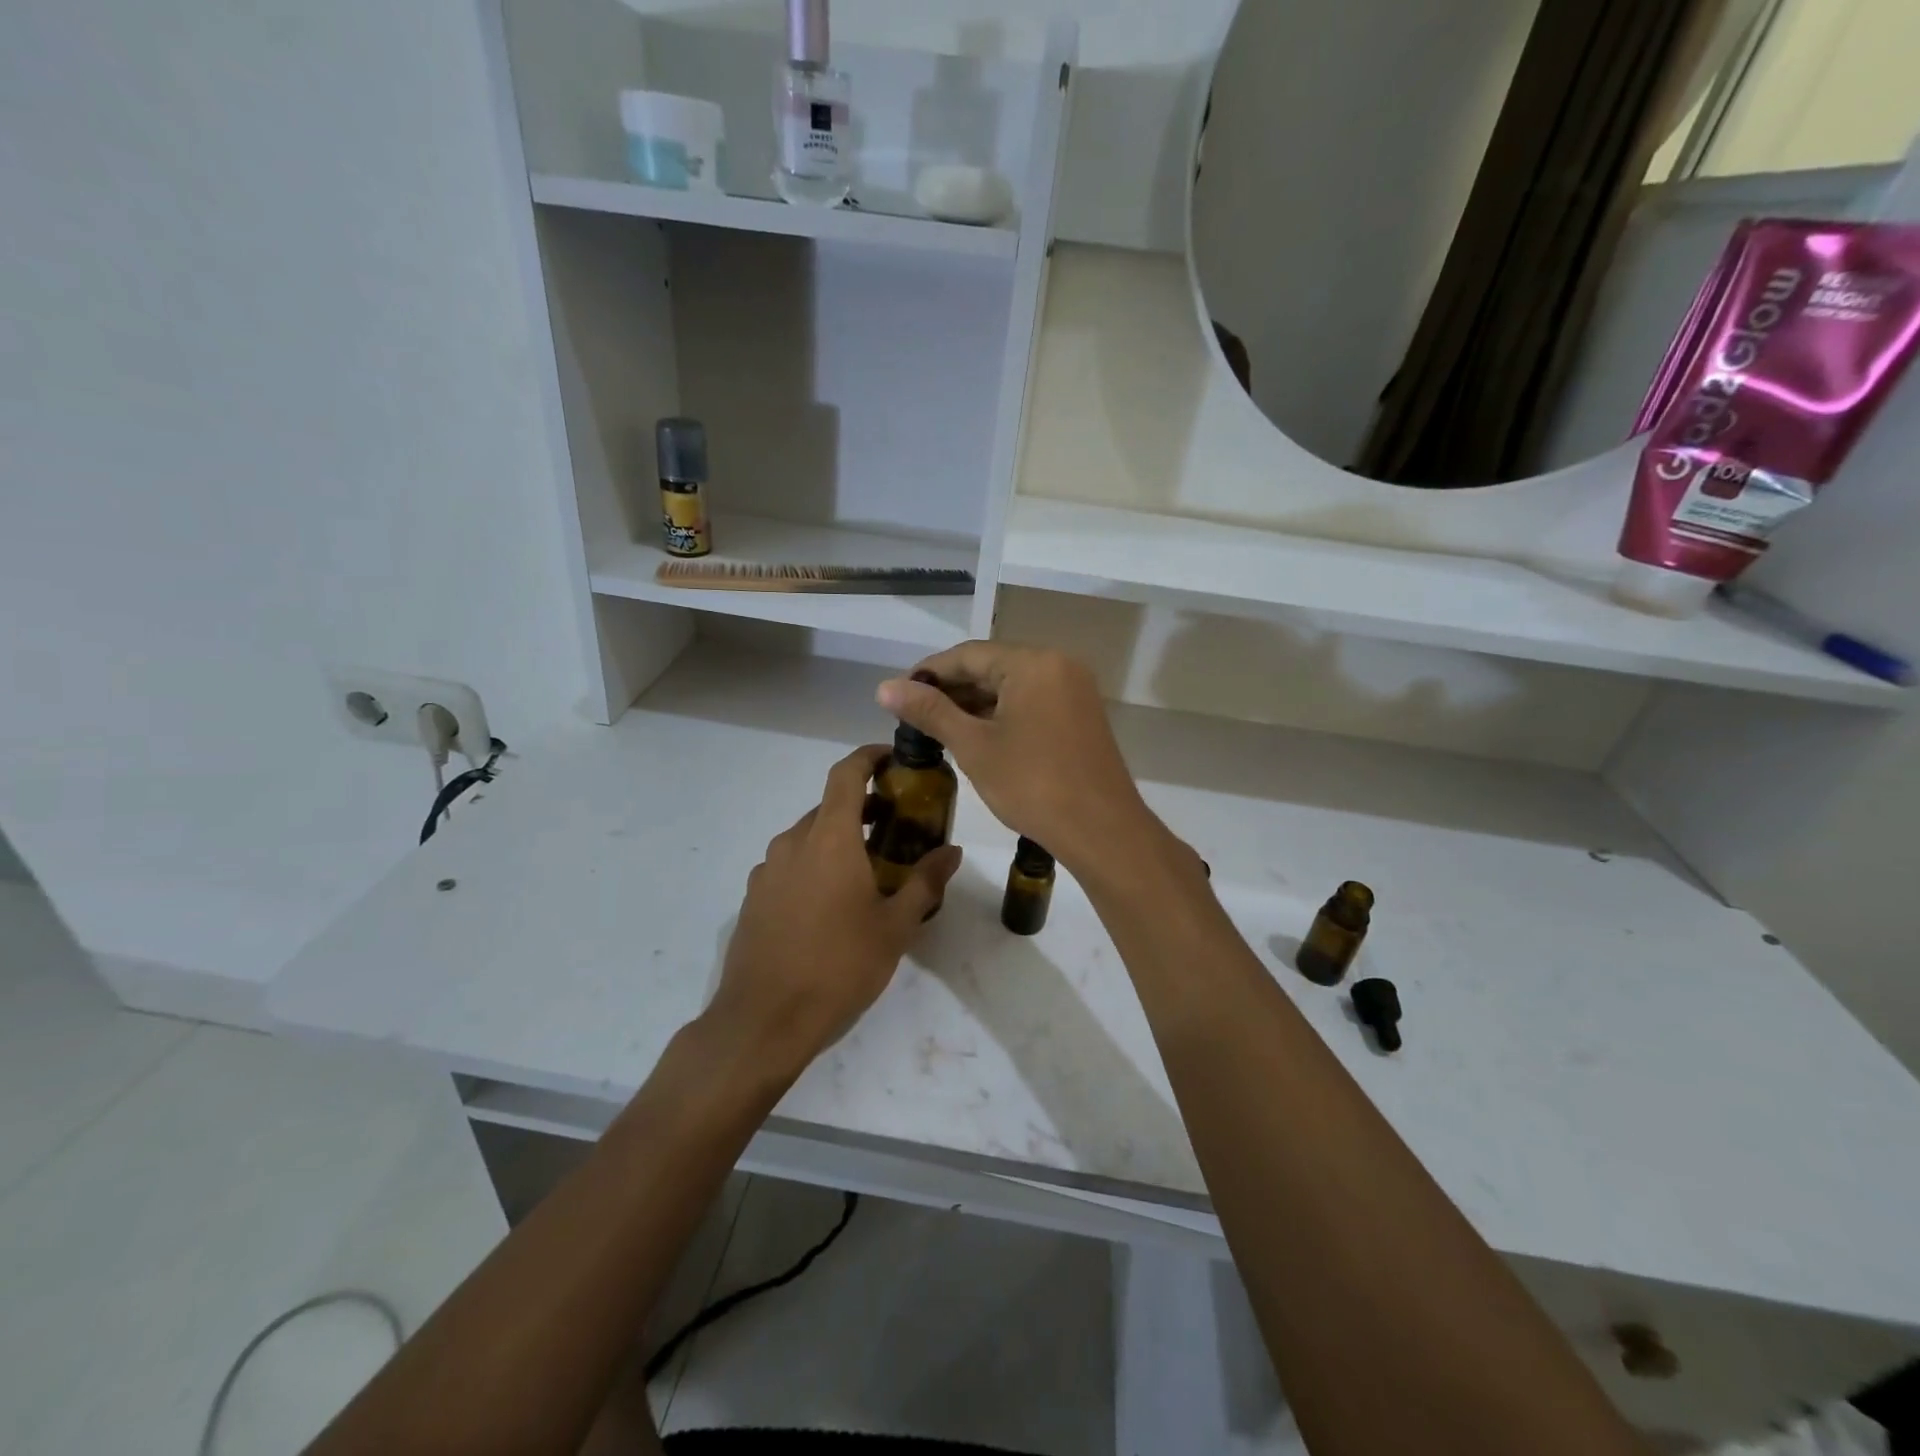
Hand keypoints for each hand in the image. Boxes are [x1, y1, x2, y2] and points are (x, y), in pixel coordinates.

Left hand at [704, 744, 961, 1081]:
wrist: (764, 1020)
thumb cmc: (839, 966)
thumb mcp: (895, 927)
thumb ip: (924, 882)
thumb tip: (952, 851)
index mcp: (830, 839)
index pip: (846, 774)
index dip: (868, 757)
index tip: (891, 758)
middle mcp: (793, 843)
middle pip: (829, 807)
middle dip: (861, 807)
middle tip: (893, 826)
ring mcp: (767, 870)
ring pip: (807, 837)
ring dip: (837, 839)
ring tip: (866, 869)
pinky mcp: (754, 896)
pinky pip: (789, 865)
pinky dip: (813, 865)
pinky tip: (830, 903)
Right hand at [877, 642, 1163, 875]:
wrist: (1102, 831)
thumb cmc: (1033, 785)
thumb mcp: (975, 747)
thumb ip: (930, 712)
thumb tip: (884, 687)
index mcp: (1033, 663)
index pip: (968, 655)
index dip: (928, 673)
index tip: (896, 695)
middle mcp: (1058, 665)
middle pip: (992, 666)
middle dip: (950, 689)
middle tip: (912, 716)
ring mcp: (1074, 690)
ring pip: (1012, 686)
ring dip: (974, 703)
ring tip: (936, 728)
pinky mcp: (1080, 715)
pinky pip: (1032, 702)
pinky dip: (1002, 714)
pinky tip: (976, 736)